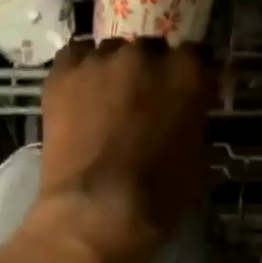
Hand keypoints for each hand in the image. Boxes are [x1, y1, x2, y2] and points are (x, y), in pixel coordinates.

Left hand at [29, 39, 215, 262]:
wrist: (96, 212)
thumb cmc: (159, 196)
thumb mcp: (198, 158)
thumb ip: (195, 120)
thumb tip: (188, 112)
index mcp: (187, 72)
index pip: (199, 57)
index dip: (193, 77)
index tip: (192, 93)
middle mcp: (144, 54)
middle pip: (152, 50)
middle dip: (152, 72)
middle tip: (147, 101)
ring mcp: (100, 60)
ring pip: (112, 53)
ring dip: (115, 72)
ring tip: (108, 101)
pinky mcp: (62, 74)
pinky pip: (76, 58)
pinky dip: (81, 73)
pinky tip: (81, 96)